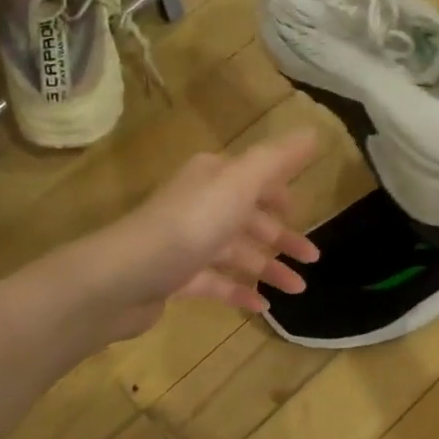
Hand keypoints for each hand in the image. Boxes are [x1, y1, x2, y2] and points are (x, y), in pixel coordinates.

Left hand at [68, 130, 321, 343]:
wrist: (124, 277)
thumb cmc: (190, 224)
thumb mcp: (241, 183)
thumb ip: (278, 159)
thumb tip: (313, 131)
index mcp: (213, 177)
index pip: (253, 178)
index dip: (278, 192)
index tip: (301, 210)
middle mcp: (199, 204)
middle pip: (248, 217)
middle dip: (281, 236)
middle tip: (313, 258)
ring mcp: (186, 243)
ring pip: (236, 252)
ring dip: (268, 268)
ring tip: (299, 289)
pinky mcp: (176, 277)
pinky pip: (216, 283)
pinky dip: (240, 291)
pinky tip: (263, 307)